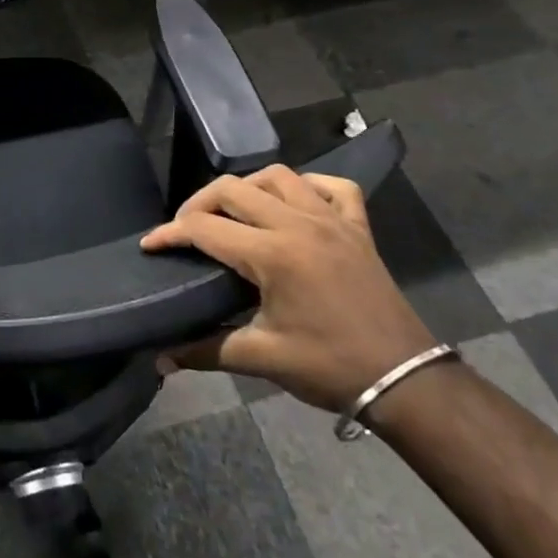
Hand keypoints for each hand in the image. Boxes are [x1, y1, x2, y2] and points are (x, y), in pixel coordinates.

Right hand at [140, 165, 434, 412]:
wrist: (407, 381)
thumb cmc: (330, 367)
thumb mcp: (261, 358)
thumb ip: (205, 350)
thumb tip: (160, 360)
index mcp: (272, 254)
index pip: (204, 228)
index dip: (170, 234)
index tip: (150, 245)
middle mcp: (299, 224)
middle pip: (233, 189)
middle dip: (199, 203)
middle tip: (186, 230)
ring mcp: (332, 221)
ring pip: (278, 177)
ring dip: (248, 187)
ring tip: (234, 212)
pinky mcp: (358, 228)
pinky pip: (333, 187)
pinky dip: (308, 186)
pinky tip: (294, 203)